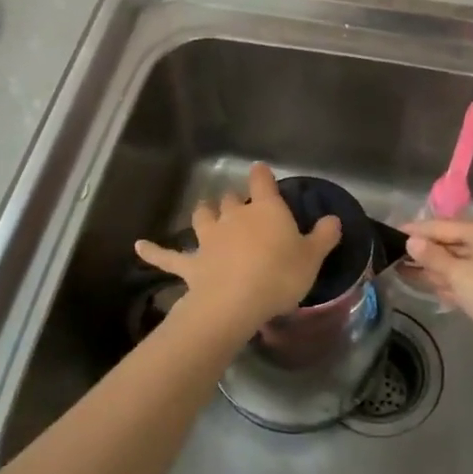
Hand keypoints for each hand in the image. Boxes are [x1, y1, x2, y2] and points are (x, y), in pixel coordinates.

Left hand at [135, 164, 341, 332]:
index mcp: (265, 210)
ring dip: (204, 213)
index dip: (261, 175)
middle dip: (234, 199)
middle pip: (231, 199)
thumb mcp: (312, 258)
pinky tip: (139, 246)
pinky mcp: (191, 264)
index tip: (261, 171)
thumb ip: (324, 236)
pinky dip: (154, 251)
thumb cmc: (280, 275)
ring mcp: (209, 239)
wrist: (235, 302)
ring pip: (202, 216)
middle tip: (240, 206)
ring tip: (205, 211)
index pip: (262, 182)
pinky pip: (168, 256)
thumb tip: (333, 218)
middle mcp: (234, 217)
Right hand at [401, 217, 472, 363]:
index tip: (391, 233)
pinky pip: (469, 280)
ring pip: (460, 264)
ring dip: (435, 270)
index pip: (443, 226)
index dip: (416, 231)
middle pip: (452, 244)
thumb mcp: (459, 274)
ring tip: (404, 273)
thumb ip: (433, 257)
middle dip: (425, 253)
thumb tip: (411, 242)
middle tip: (394, 257)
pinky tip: (432, 289)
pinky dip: (452, 284)